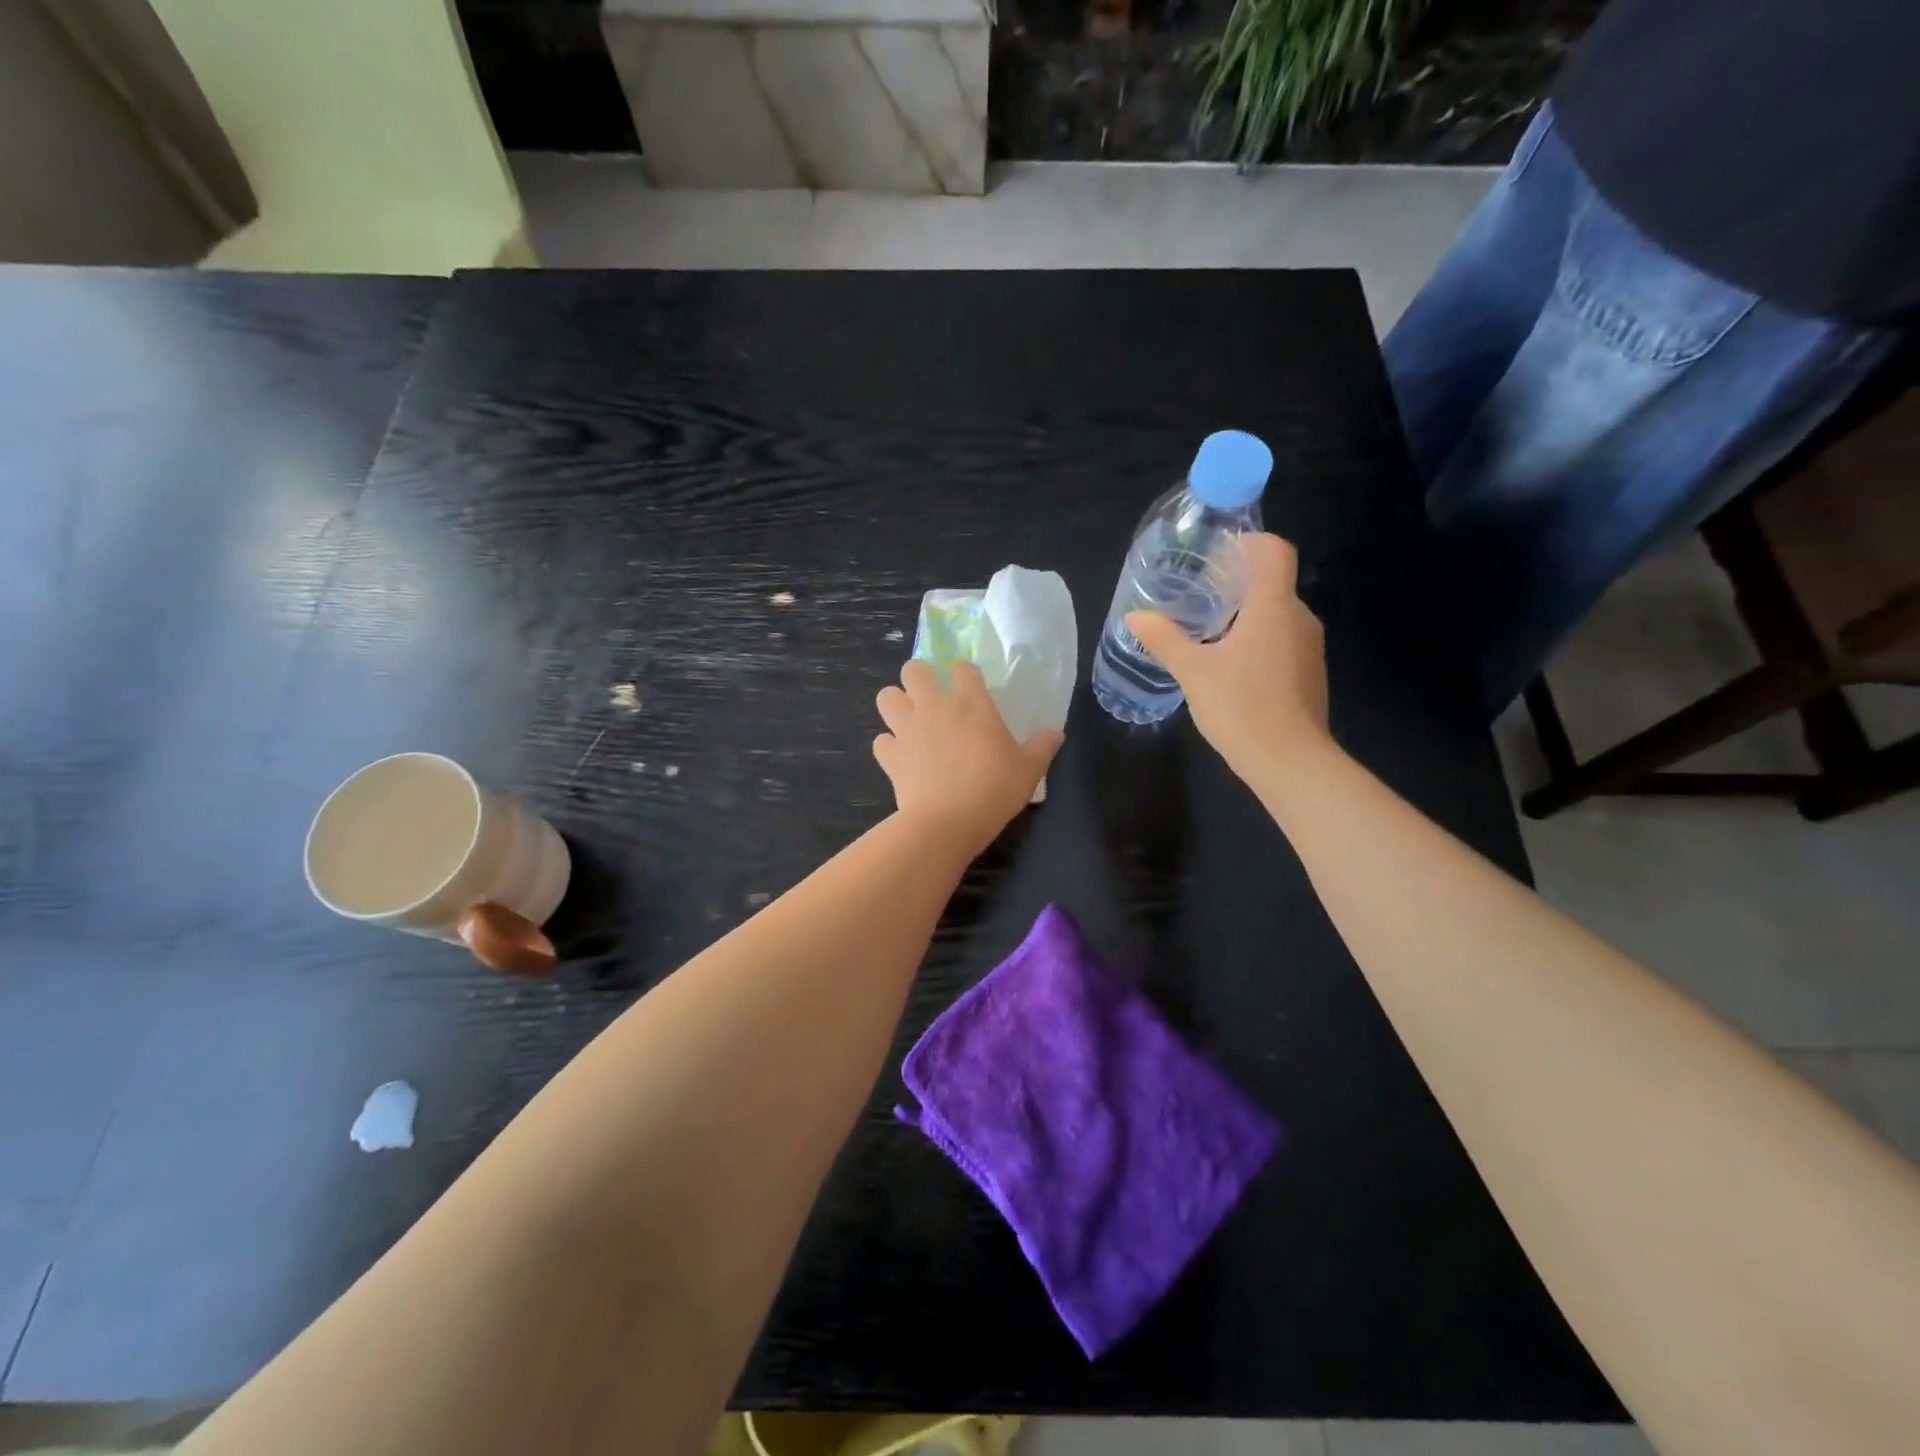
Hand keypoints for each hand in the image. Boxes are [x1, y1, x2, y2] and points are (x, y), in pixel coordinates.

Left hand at [874, 660, 1062, 854]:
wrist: (947, 822)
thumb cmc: (994, 790)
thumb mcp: (1029, 770)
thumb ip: (1042, 746)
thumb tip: (1057, 732)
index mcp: (971, 702)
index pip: (962, 667)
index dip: (964, 674)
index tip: (971, 688)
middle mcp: (934, 706)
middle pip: (914, 670)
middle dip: (920, 678)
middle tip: (933, 699)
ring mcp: (907, 729)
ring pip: (886, 697)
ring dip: (897, 705)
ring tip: (910, 721)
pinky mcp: (890, 756)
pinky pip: (881, 741)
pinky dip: (889, 747)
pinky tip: (902, 758)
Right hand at [1126, 533, 1329, 780]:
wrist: (1290, 762)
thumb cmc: (1241, 706)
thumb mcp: (1192, 671)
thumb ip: (1164, 639)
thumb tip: (1135, 616)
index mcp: (1273, 606)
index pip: (1273, 550)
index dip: (1247, 543)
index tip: (1214, 555)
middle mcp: (1299, 618)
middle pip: (1272, 582)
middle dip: (1236, 582)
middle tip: (1197, 594)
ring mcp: (1309, 648)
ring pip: (1276, 614)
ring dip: (1245, 614)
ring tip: (1207, 630)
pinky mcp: (1308, 674)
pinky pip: (1282, 640)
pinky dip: (1257, 639)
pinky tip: (1229, 665)